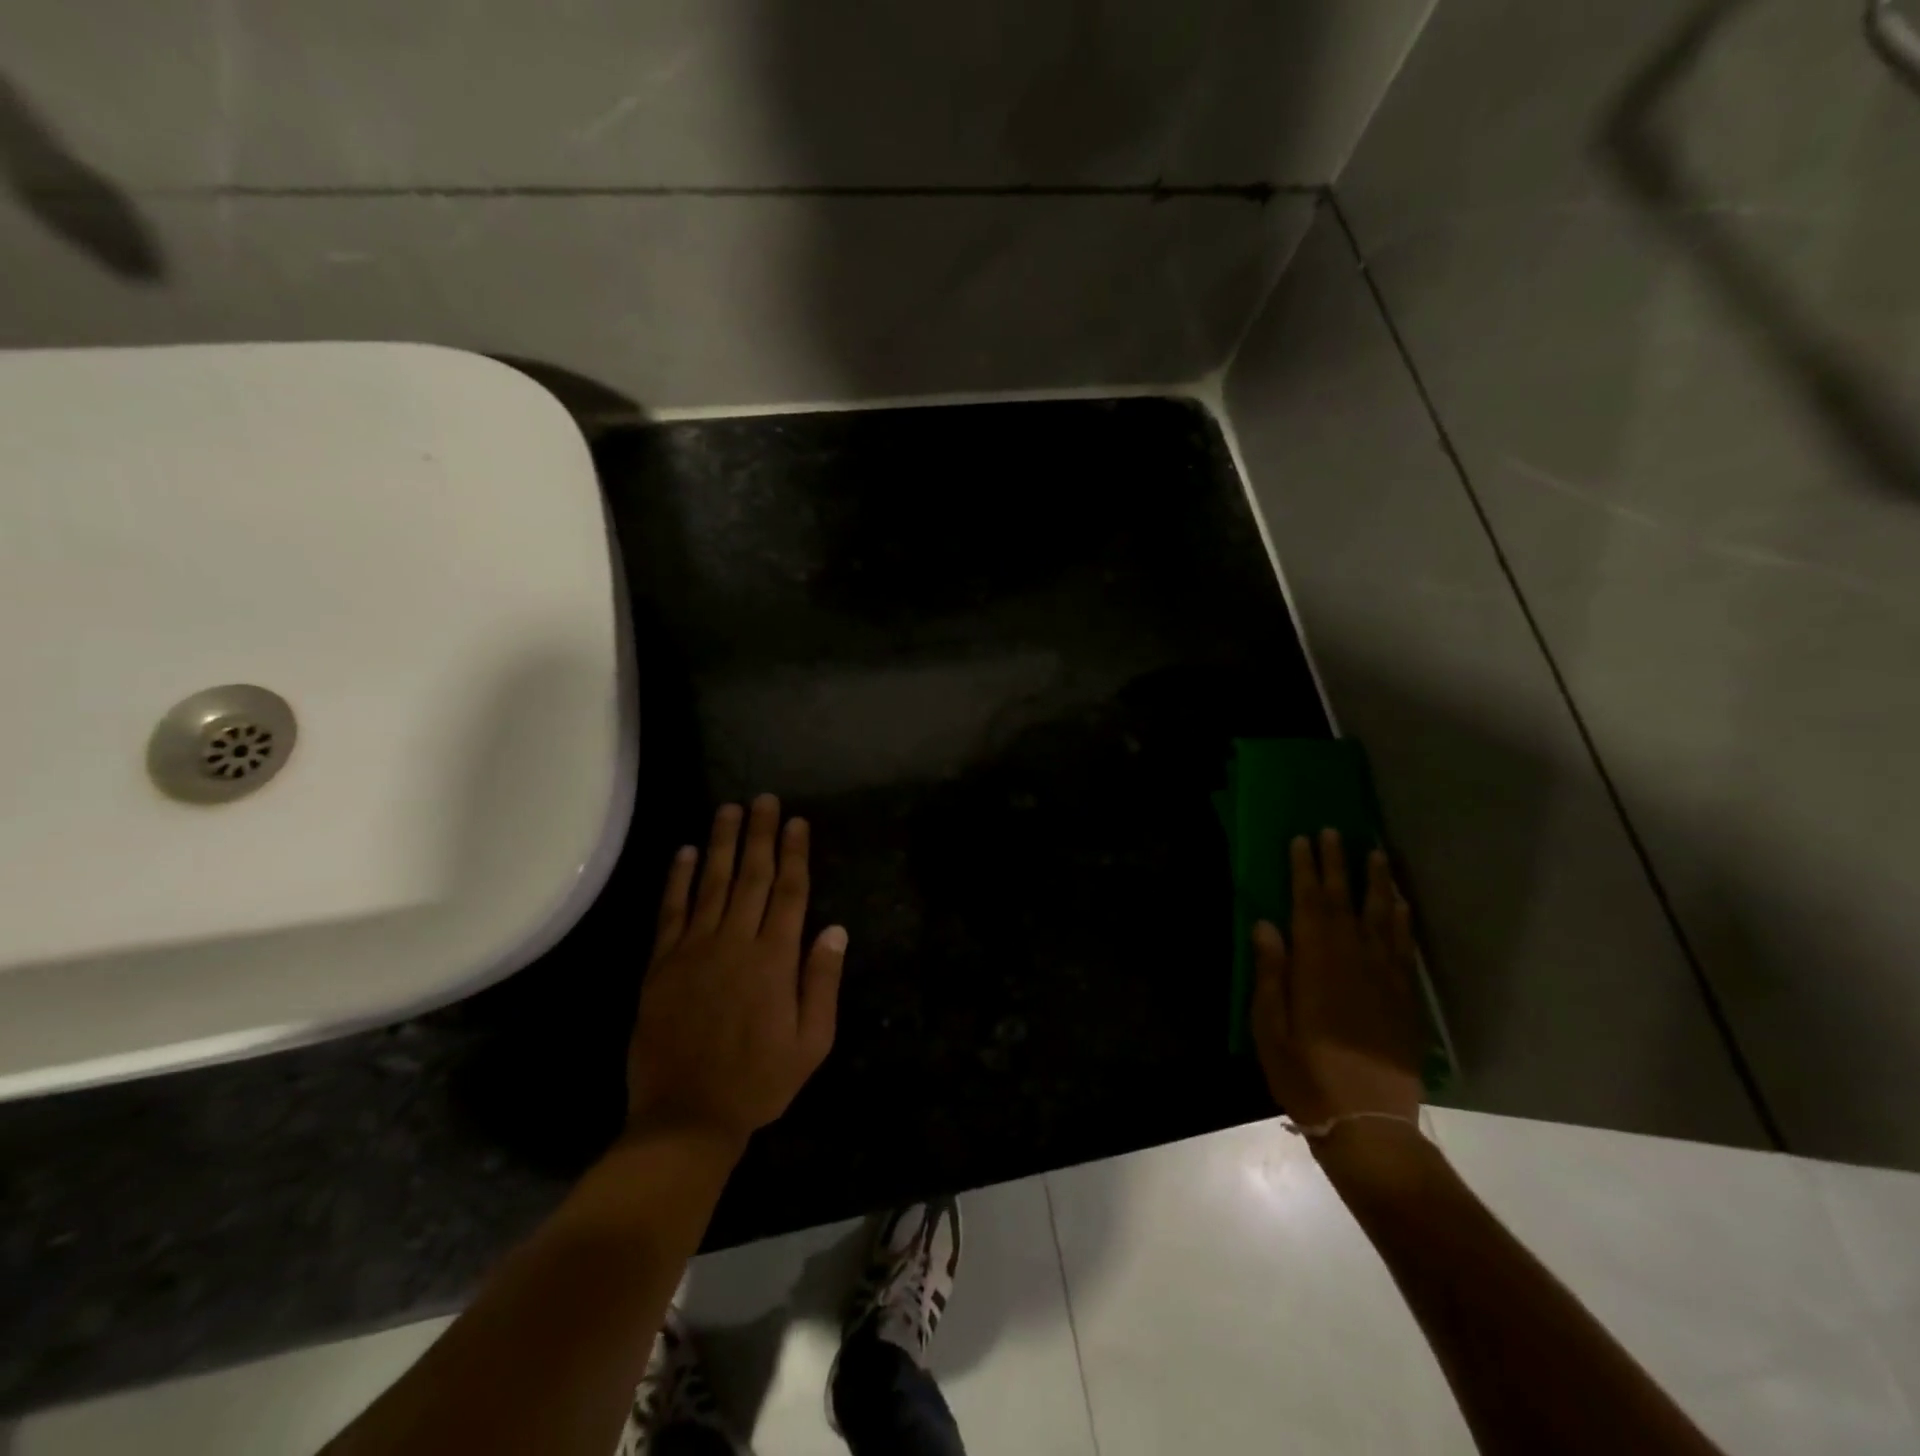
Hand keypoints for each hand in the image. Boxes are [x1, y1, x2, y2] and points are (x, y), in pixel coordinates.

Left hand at [626, 796, 847, 1146]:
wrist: (686, 1117)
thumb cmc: (759, 1081)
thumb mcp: (812, 1042)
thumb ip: (822, 982)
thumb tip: (834, 929)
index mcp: (775, 959)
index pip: (790, 891)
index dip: (795, 853)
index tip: (796, 821)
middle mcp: (735, 942)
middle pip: (752, 876)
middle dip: (759, 834)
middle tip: (763, 799)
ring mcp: (694, 949)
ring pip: (711, 883)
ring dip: (720, 844)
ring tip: (728, 810)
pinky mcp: (662, 964)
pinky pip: (671, 911)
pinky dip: (677, 880)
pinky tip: (682, 853)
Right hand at [1251, 829, 1422, 1131]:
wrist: (1368, 1125)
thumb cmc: (1306, 1077)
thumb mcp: (1270, 1028)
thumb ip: (1271, 974)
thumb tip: (1266, 925)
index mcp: (1316, 967)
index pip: (1309, 905)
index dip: (1305, 870)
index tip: (1302, 840)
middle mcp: (1354, 963)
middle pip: (1345, 903)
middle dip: (1338, 865)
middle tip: (1334, 831)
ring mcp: (1384, 980)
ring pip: (1382, 919)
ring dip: (1377, 883)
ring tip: (1375, 853)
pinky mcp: (1404, 1000)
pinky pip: (1404, 948)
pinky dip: (1402, 921)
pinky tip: (1401, 904)